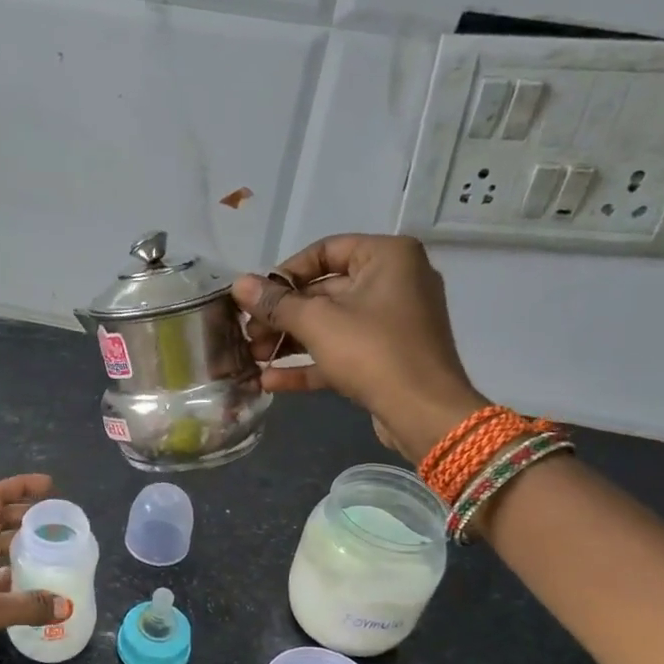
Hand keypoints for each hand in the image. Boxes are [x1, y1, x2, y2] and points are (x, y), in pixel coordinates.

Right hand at [232, 234, 484, 462]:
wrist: (424, 413)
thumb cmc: (373, 352)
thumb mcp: (318, 322)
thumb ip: (276, 303)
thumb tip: (239, 284)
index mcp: (387, 257)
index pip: (326, 250)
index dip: (286, 273)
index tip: (257, 297)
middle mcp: (394, 282)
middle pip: (325, 291)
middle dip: (282, 315)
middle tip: (248, 332)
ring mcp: (392, 323)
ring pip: (331, 324)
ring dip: (290, 341)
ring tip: (254, 357)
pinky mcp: (386, 358)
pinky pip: (343, 352)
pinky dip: (310, 363)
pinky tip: (271, 381)